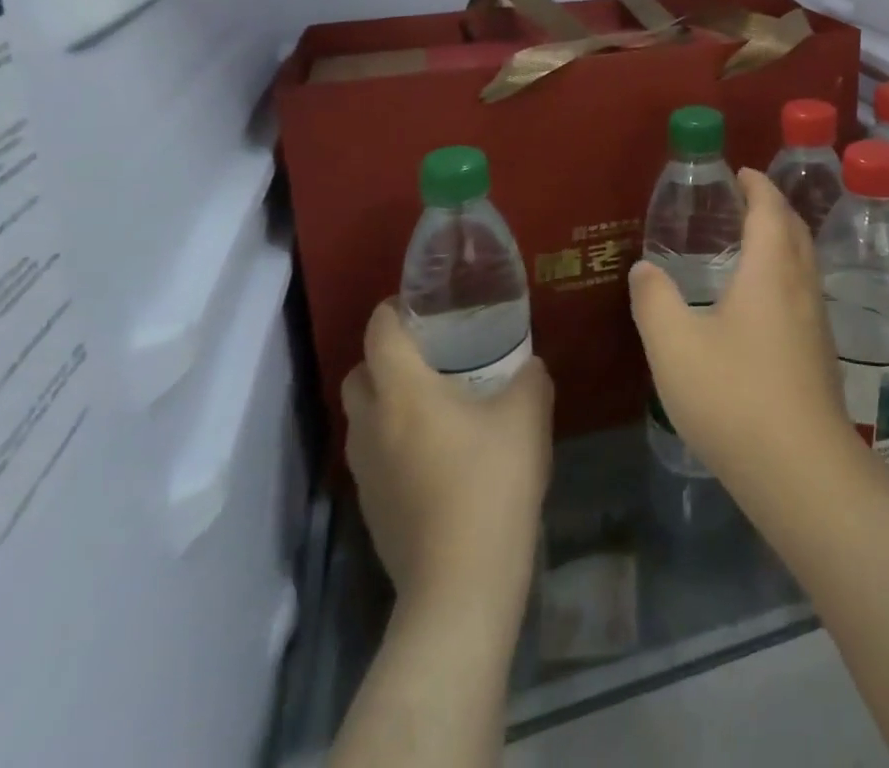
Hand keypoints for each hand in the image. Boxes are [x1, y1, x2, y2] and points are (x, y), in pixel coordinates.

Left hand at [341, 301, 552, 614]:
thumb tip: (528, 367)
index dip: (393, 309)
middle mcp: (372, 425)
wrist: (461, 585)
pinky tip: (436, 452)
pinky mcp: (371, 508)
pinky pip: (373, 454)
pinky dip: (393, 439)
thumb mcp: (528, 415)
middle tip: (430, 353)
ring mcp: (365, 471)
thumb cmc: (492, 482)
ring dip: (386, 400)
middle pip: (359, 373)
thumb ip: (530, 377)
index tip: (421, 304)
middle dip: (385, 356)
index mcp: (403, 392)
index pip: (379, 332)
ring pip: (362, 417)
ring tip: (434, 401)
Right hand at [629, 168, 859, 495]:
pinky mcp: (820, 354)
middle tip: (744, 199)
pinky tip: (761, 303)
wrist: (802, 471)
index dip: (757, 185)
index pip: (769, 209)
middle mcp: (801, 286)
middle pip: (794, 230)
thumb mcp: (675, 347)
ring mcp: (816, 322)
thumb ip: (654, 301)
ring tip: (750, 244)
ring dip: (782, 240)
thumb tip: (644, 267)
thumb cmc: (735, 396)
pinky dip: (784, 274)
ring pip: (803, 262)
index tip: (741, 171)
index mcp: (771, 270)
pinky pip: (803, 291)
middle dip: (773, 207)